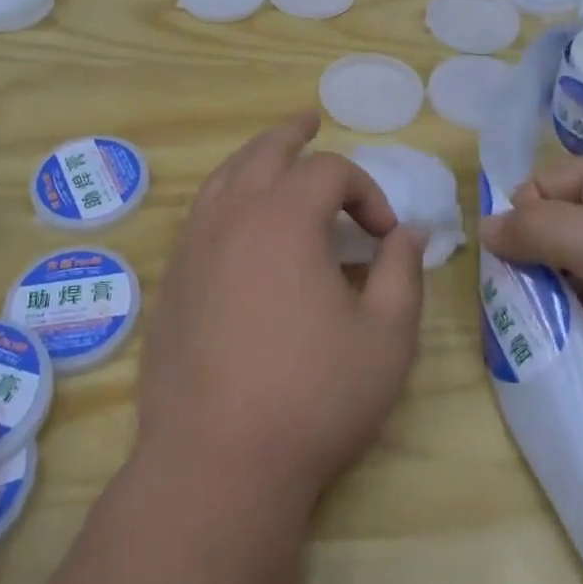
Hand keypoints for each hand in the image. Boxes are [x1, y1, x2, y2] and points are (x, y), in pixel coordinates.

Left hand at [137, 113, 427, 509]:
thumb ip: (402, 274)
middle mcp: (232, 215)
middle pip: (264, 151)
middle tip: (311, 123)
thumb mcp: (384, 339)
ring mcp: (193, 244)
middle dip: (294, 137)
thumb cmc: (312, 398)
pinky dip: (224, 195)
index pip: (330, 172)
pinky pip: (200, 212)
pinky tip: (236, 217)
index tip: (384, 237)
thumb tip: (411, 232)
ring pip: (224, 176)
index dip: (366, 191)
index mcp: (284, 218)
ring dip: (253, 158)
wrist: (217, 460)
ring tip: (272, 154)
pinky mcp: (172, 277)